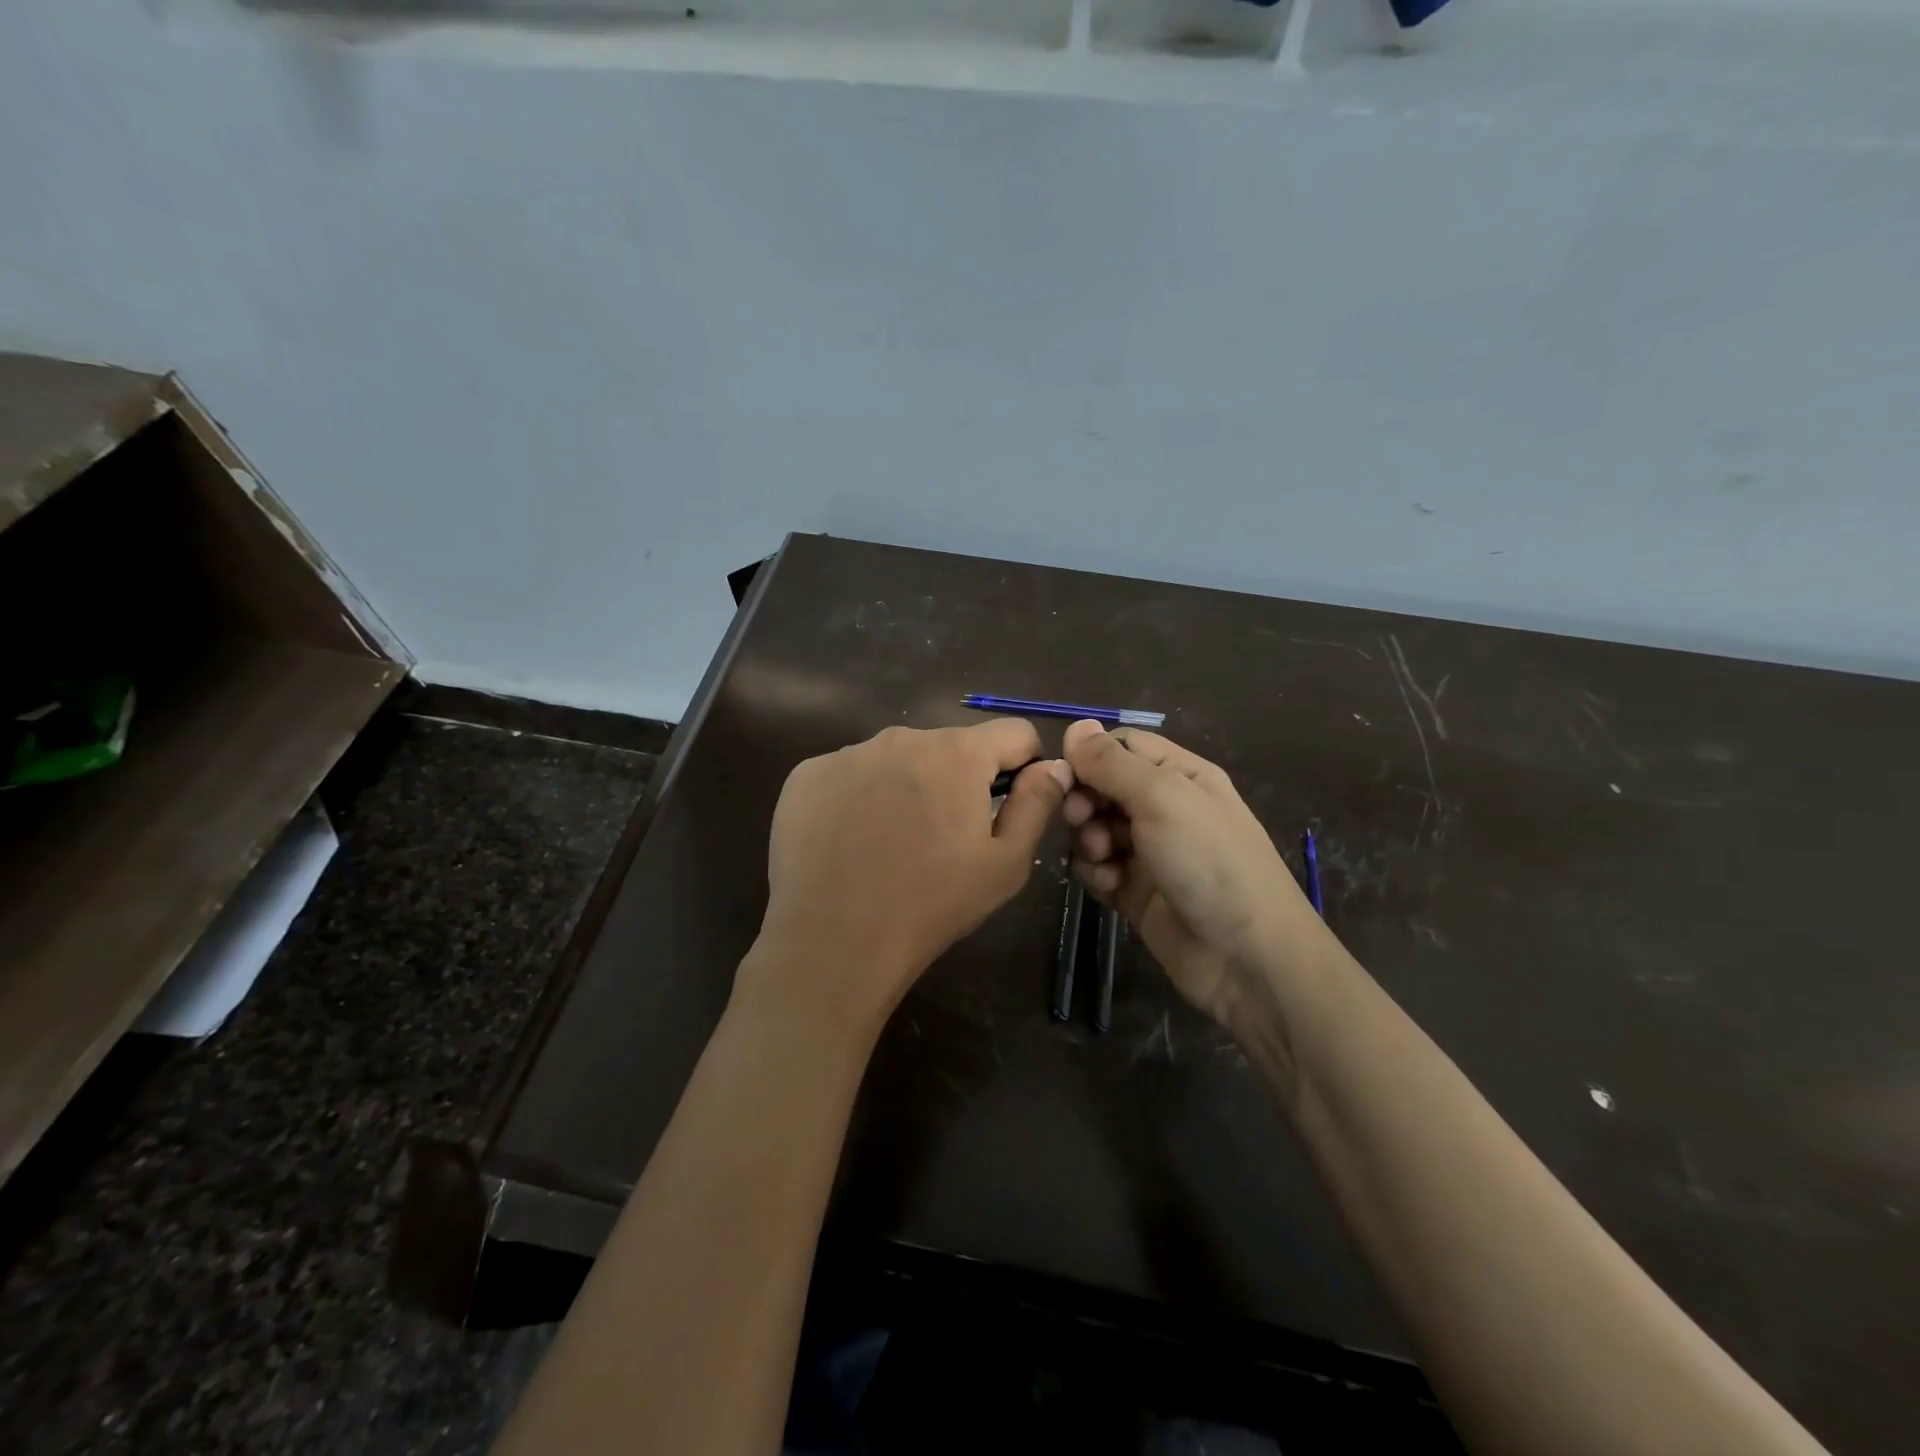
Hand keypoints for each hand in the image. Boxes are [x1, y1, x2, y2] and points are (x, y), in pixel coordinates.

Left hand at [745, 720, 1073, 1038]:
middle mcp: (903, 737)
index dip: (1022, 765)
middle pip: (950, 747)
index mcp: (958, 753)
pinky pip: (850, 774)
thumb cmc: (931, 904)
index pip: (1013, 733)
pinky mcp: (808, 774)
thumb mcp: (1005, 864)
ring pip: (898, 759)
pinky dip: (859, 797)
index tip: (1007, 805)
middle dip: (958, 781)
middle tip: (944, 838)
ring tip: (893, 843)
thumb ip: (1037, 804)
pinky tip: (850, 842)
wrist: (833, 940)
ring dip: (907, 787)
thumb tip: (1054, 765)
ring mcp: (848, 753)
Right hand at [1061, 719, 1330, 1035]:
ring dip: (1088, 840)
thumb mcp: (1162, 798)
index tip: (1069, 775)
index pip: (1122, 746)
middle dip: (1085, 801)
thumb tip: (1076, 724)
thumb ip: (1113, 762)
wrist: (1246, 956)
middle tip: (1082, 819)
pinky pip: (1098, 869)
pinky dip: (1096, 874)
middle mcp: (1164, 808)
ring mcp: (1149, 852)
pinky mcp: (1135, 891)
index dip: (1091, 756)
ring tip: (1104, 858)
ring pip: (1095, 829)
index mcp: (1180, 775)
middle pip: (1102, 787)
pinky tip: (1111, 886)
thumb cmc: (1209, 861)